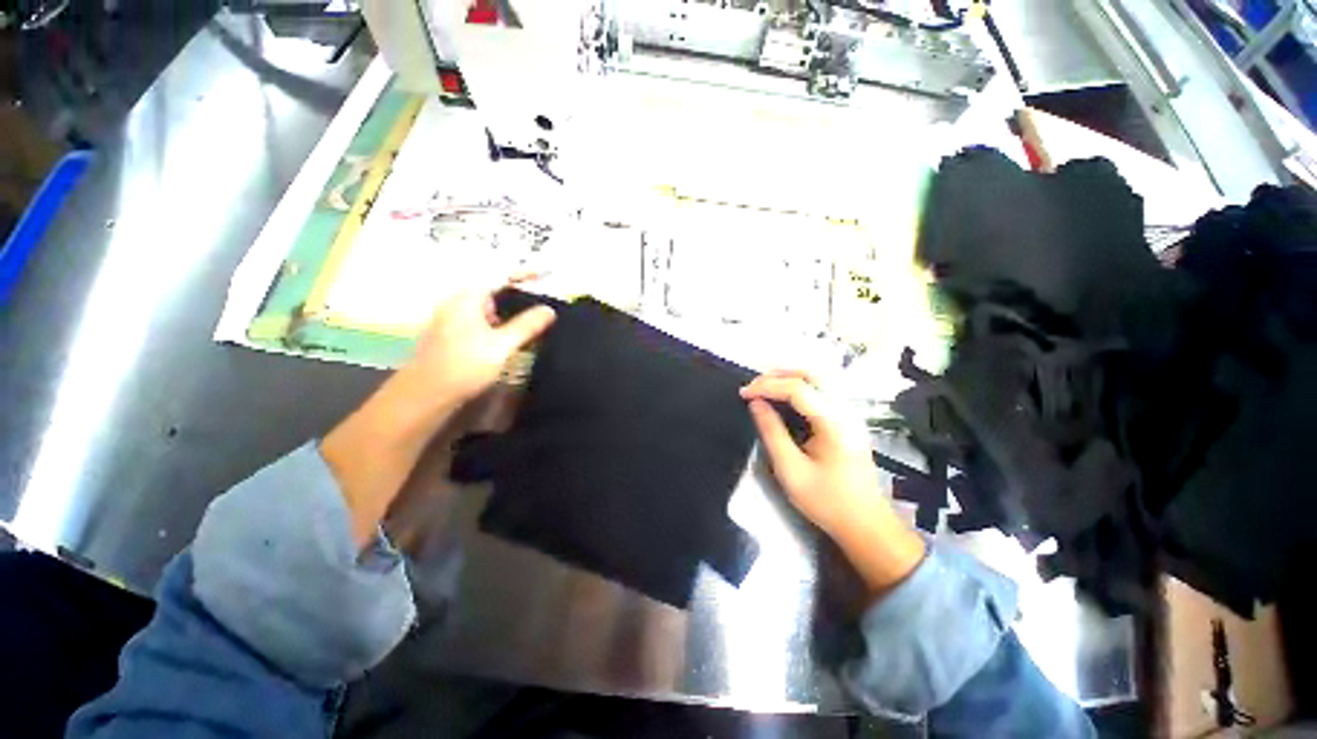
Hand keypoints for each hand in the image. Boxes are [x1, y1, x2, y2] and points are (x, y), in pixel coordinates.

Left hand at [408, 286, 557, 413]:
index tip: (545, 274)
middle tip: (541, 303)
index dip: (524, 274)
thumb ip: (527, 325)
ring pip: (487, 309)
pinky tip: (511, 339)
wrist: (426, 395)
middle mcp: (457, 304)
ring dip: (510, 313)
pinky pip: (481, 323)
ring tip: (532, 323)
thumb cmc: (464, 365)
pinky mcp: (452, 336)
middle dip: (518, 295)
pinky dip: (499, 325)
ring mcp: (452, 320)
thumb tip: (549, 310)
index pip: (500, 277)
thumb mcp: (502, 345)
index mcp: (468, 299)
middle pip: (493, 291)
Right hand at [740, 371, 925, 593]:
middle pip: (812, 374)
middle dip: (778, 375)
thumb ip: (771, 432)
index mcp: (834, 422)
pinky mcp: (848, 421)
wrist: (866, 525)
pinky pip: (822, 392)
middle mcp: (846, 411)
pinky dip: (798, 388)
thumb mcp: (791, 470)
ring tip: (763, 389)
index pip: (798, 388)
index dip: (767, 385)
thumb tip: (755, 403)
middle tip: (753, 387)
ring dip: (788, 379)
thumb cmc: (827, 501)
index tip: (743, 393)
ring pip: (818, 380)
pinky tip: (782, 399)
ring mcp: (850, 414)